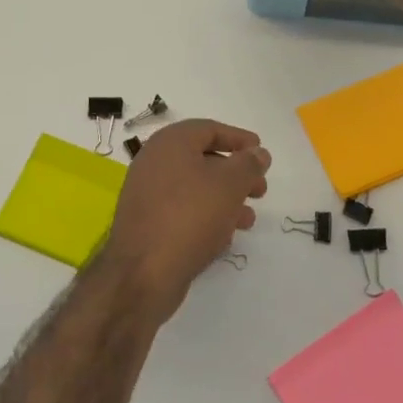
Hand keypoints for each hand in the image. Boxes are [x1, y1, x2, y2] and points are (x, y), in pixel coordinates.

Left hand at [95, 120, 268, 325]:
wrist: (142, 274)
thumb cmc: (189, 216)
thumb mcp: (229, 185)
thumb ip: (248, 164)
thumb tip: (258, 153)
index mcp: (170, 143)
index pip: (209, 129)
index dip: (238, 138)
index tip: (261, 153)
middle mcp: (154, 162)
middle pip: (203, 159)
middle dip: (236, 174)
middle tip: (260, 190)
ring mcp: (147, 194)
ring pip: (195, 188)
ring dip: (225, 200)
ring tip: (248, 220)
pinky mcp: (147, 223)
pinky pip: (182, 211)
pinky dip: (206, 217)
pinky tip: (224, 238)